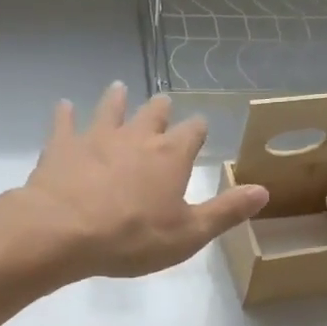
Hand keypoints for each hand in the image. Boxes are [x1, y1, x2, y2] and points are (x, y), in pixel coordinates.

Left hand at [12, 82, 268, 280]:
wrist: (64, 231)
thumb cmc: (133, 237)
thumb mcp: (189, 233)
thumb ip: (226, 211)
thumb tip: (264, 190)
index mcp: (171, 156)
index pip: (193, 132)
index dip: (198, 130)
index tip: (200, 128)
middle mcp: (137, 137)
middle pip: (153, 114)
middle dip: (161, 109)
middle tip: (163, 101)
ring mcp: (96, 137)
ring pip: (110, 109)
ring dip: (116, 99)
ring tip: (118, 88)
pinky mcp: (62, 146)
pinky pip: (65, 122)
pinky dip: (66, 113)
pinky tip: (64, 106)